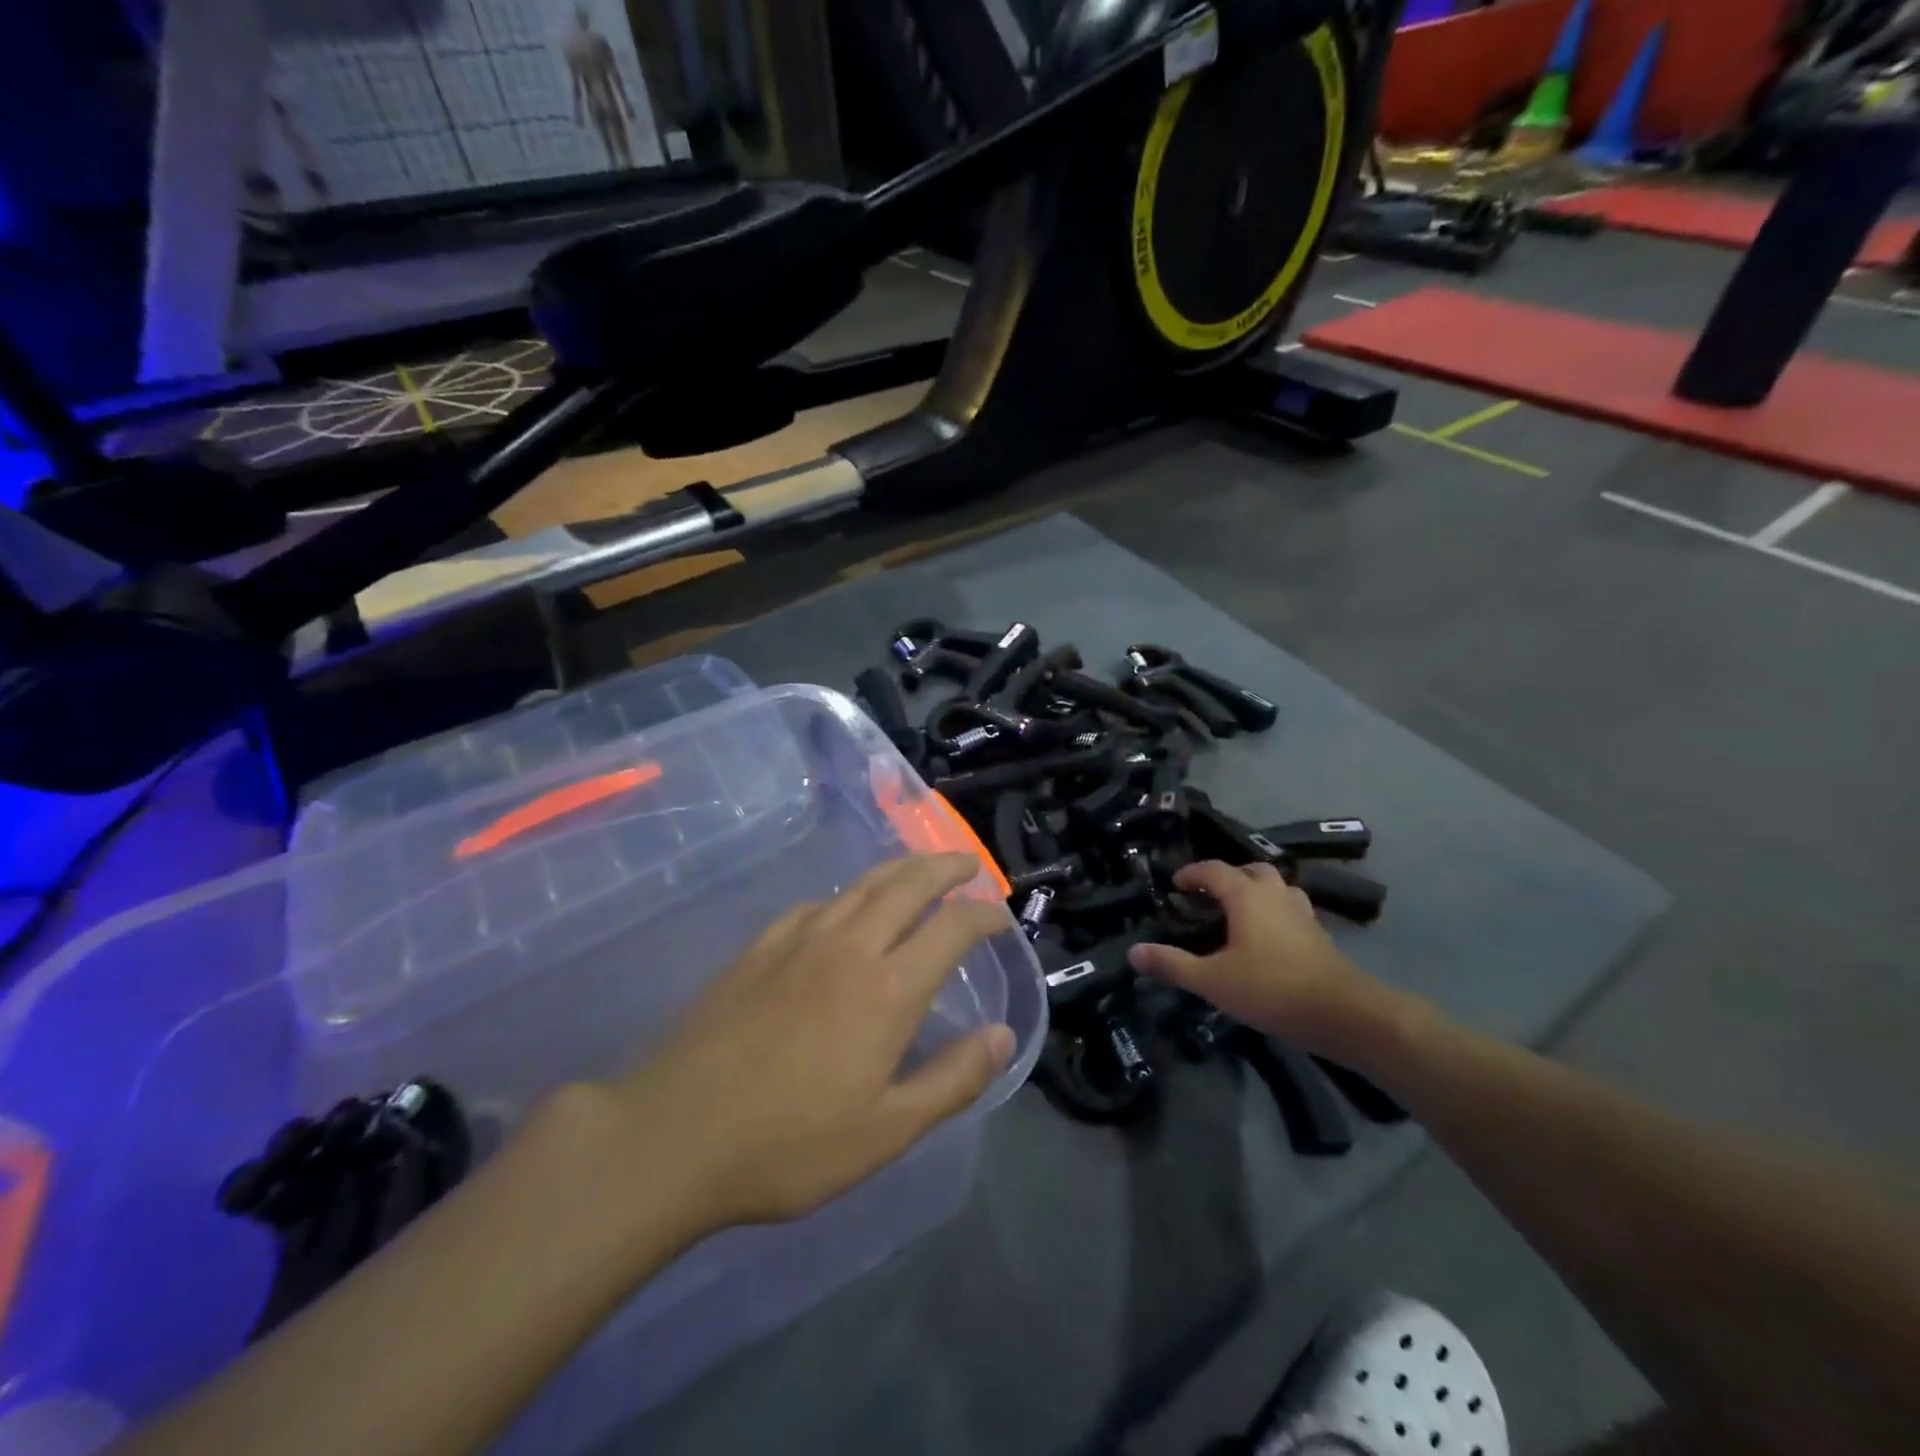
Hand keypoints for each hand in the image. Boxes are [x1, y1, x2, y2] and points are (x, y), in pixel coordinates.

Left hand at [618, 854, 1014, 1230]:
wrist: (673, 1135)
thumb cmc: (788, 1145)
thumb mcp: (886, 1131)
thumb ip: (953, 1079)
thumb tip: (1003, 1035)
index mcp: (888, 989)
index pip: (952, 928)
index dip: (983, 915)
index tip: (1000, 916)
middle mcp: (849, 947)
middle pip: (907, 885)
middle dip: (944, 867)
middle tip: (966, 862)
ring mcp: (798, 940)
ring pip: (861, 885)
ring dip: (898, 868)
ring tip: (919, 867)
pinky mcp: (758, 947)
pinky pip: (815, 904)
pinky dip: (845, 895)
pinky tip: (842, 906)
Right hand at [1128, 861, 1404, 1058]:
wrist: (1343, 1014)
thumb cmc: (1271, 989)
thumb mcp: (1212, 980)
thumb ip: (1172, 965)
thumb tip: (1133, 952)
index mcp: (1247, 895)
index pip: (1214, 870)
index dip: (1192, 873)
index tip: (1175, 884)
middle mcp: (1276, 894)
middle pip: (1251, 870)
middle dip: (1228, 877)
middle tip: (1208, 895)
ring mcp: (1302, 913)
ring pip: (1277, 887)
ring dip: (1256, 892)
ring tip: (1239, 912)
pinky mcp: (1319, 935)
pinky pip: (1291, 910)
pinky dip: (1275, 913)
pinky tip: (1267, 939)